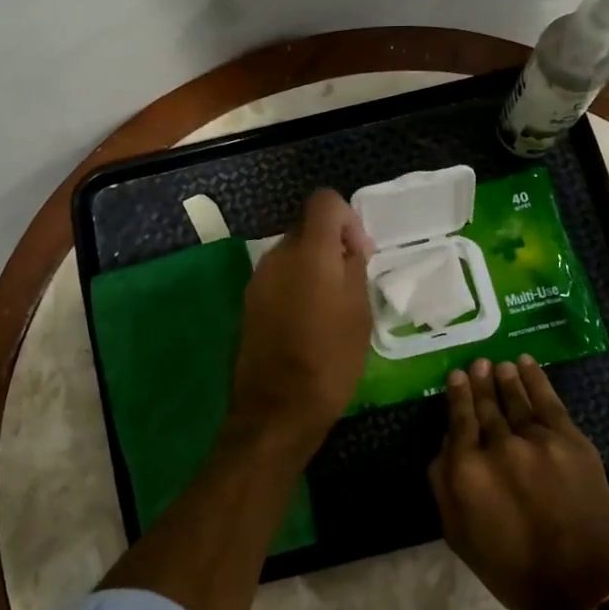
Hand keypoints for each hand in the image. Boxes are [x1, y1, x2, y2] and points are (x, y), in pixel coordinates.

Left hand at [226, 189, 372, 450]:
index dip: (347, 218)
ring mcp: (258, 279)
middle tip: (352, 281)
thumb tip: (349, 246)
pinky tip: (308, 321)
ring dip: (313, 267)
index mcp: (309, 252)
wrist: (278, 408)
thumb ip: (354, 267)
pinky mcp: (249, 302)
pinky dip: (296, 286)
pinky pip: (278, 278)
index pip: (324, 201)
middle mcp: (277, 256)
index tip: (359, 252)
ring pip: (292, 254)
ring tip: (331, 306)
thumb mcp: (359, 311)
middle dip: (331, 244)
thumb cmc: (330, 359)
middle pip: (306, 228)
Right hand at [428, 356, 608, 609]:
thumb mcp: (457, 532)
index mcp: (467, 470)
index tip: (456, 376)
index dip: (457, 395)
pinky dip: (537, 380)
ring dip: (506, 379)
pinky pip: (549, 402)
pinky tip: (526, 365)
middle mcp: (498, 447)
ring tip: (499, 365)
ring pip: (516, 399)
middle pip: (486, 405)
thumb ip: (443, 482)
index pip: (458, 420)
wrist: (579, 586)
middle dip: (479, 382)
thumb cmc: (509, 566)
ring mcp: (537, 441)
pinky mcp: (571, 442)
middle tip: (477, 364)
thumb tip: (445, 442)